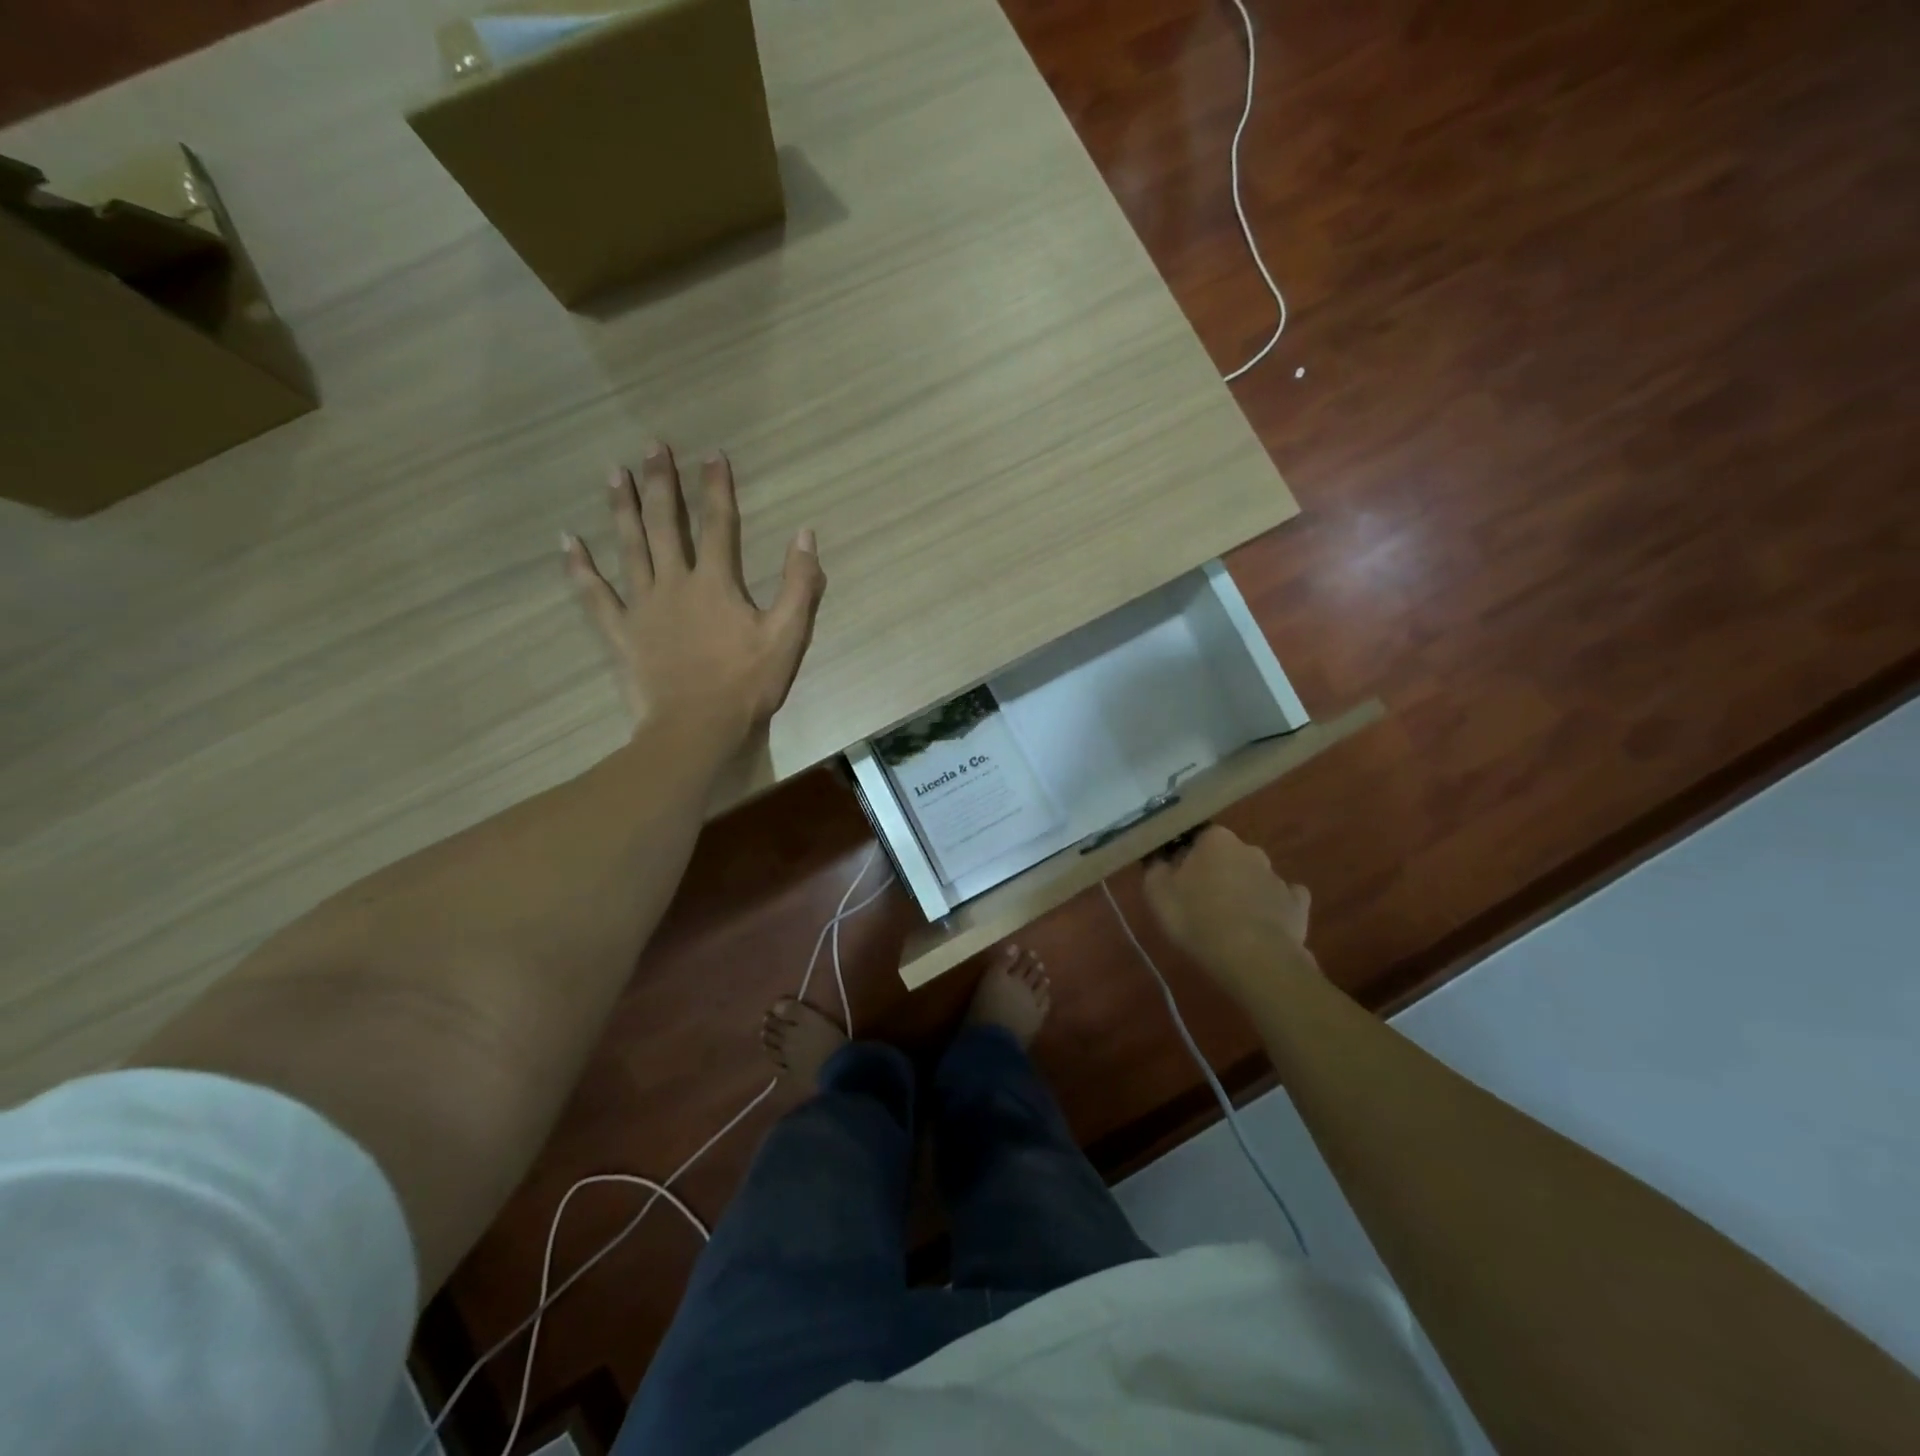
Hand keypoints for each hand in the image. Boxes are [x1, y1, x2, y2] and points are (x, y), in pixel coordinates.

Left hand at [563, 443, 824, 750]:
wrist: (697, 728)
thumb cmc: (746, 684)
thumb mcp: (787, 636)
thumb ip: (798, 585)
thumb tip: (805, 535)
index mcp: (716, 583)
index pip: (717, 524)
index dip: (716, 487)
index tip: (711, 454)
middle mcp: (674, 583)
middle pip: (664, 525)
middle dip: (660, 483)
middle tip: (651, 446)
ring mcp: (642, 607)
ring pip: (628, 548)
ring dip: (621, 509)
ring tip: (613, 473)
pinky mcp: (621, 633)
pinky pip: (595, 595)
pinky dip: (579, 568)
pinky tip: (567, 542)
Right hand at [1141, 826, 1318, 1003]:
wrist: (1253, 956)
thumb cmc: (1197, 917)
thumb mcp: (1157, 892)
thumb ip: (1155, 867)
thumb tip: (1159, 857)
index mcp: (1216, 839)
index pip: (1196, 837)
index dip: (1185, 856)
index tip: (1176, 877)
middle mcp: (1249, 850)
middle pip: (1227, 856)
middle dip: (1215, 872)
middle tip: (1199, 900)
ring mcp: (1277, 876)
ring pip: (1253, 877)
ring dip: (1241, 890)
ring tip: (1228, 920)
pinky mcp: (1297, 904)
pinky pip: (1282, 900)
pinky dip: (1272, 908)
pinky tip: (1263, 925)